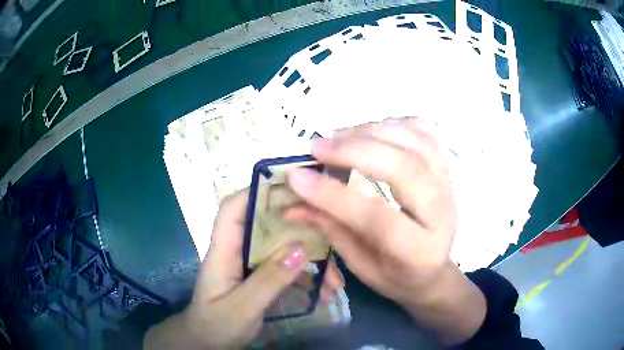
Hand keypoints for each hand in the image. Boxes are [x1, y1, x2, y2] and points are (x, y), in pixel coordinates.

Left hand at [144, 191, 344, 349]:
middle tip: (331, 234)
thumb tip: (301, 248)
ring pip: (282, 249)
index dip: (257, 193)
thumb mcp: (242, 307)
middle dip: (299, 228)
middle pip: (267, 225)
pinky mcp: (260, 278)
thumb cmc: (215, 325)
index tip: (292, 190)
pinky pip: (286, 268)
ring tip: (335, 281)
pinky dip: (306, 277)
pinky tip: (324, 292)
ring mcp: (250, 265)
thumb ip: (268, 280)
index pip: (234, 209)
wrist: (207, 344)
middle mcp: (237, 251)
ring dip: (309, 260)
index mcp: (223, 250)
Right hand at [285, 118, 485, 343]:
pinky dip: (397, 124)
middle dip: (354, 151)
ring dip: (372, 131)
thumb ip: (331, 230)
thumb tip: (292, 203)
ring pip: (415, 142)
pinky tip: (372, 130)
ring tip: (338, 136)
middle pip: (403, 168)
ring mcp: (449, 186)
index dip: (333, 194)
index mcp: (419, 252)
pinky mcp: (447, 170)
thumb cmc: (396, 277)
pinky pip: (426, 133)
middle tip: (316, 147)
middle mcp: (442, 214)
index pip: (376, 216)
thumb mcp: (361, 266)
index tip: (296, 176)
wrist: (434, 271)